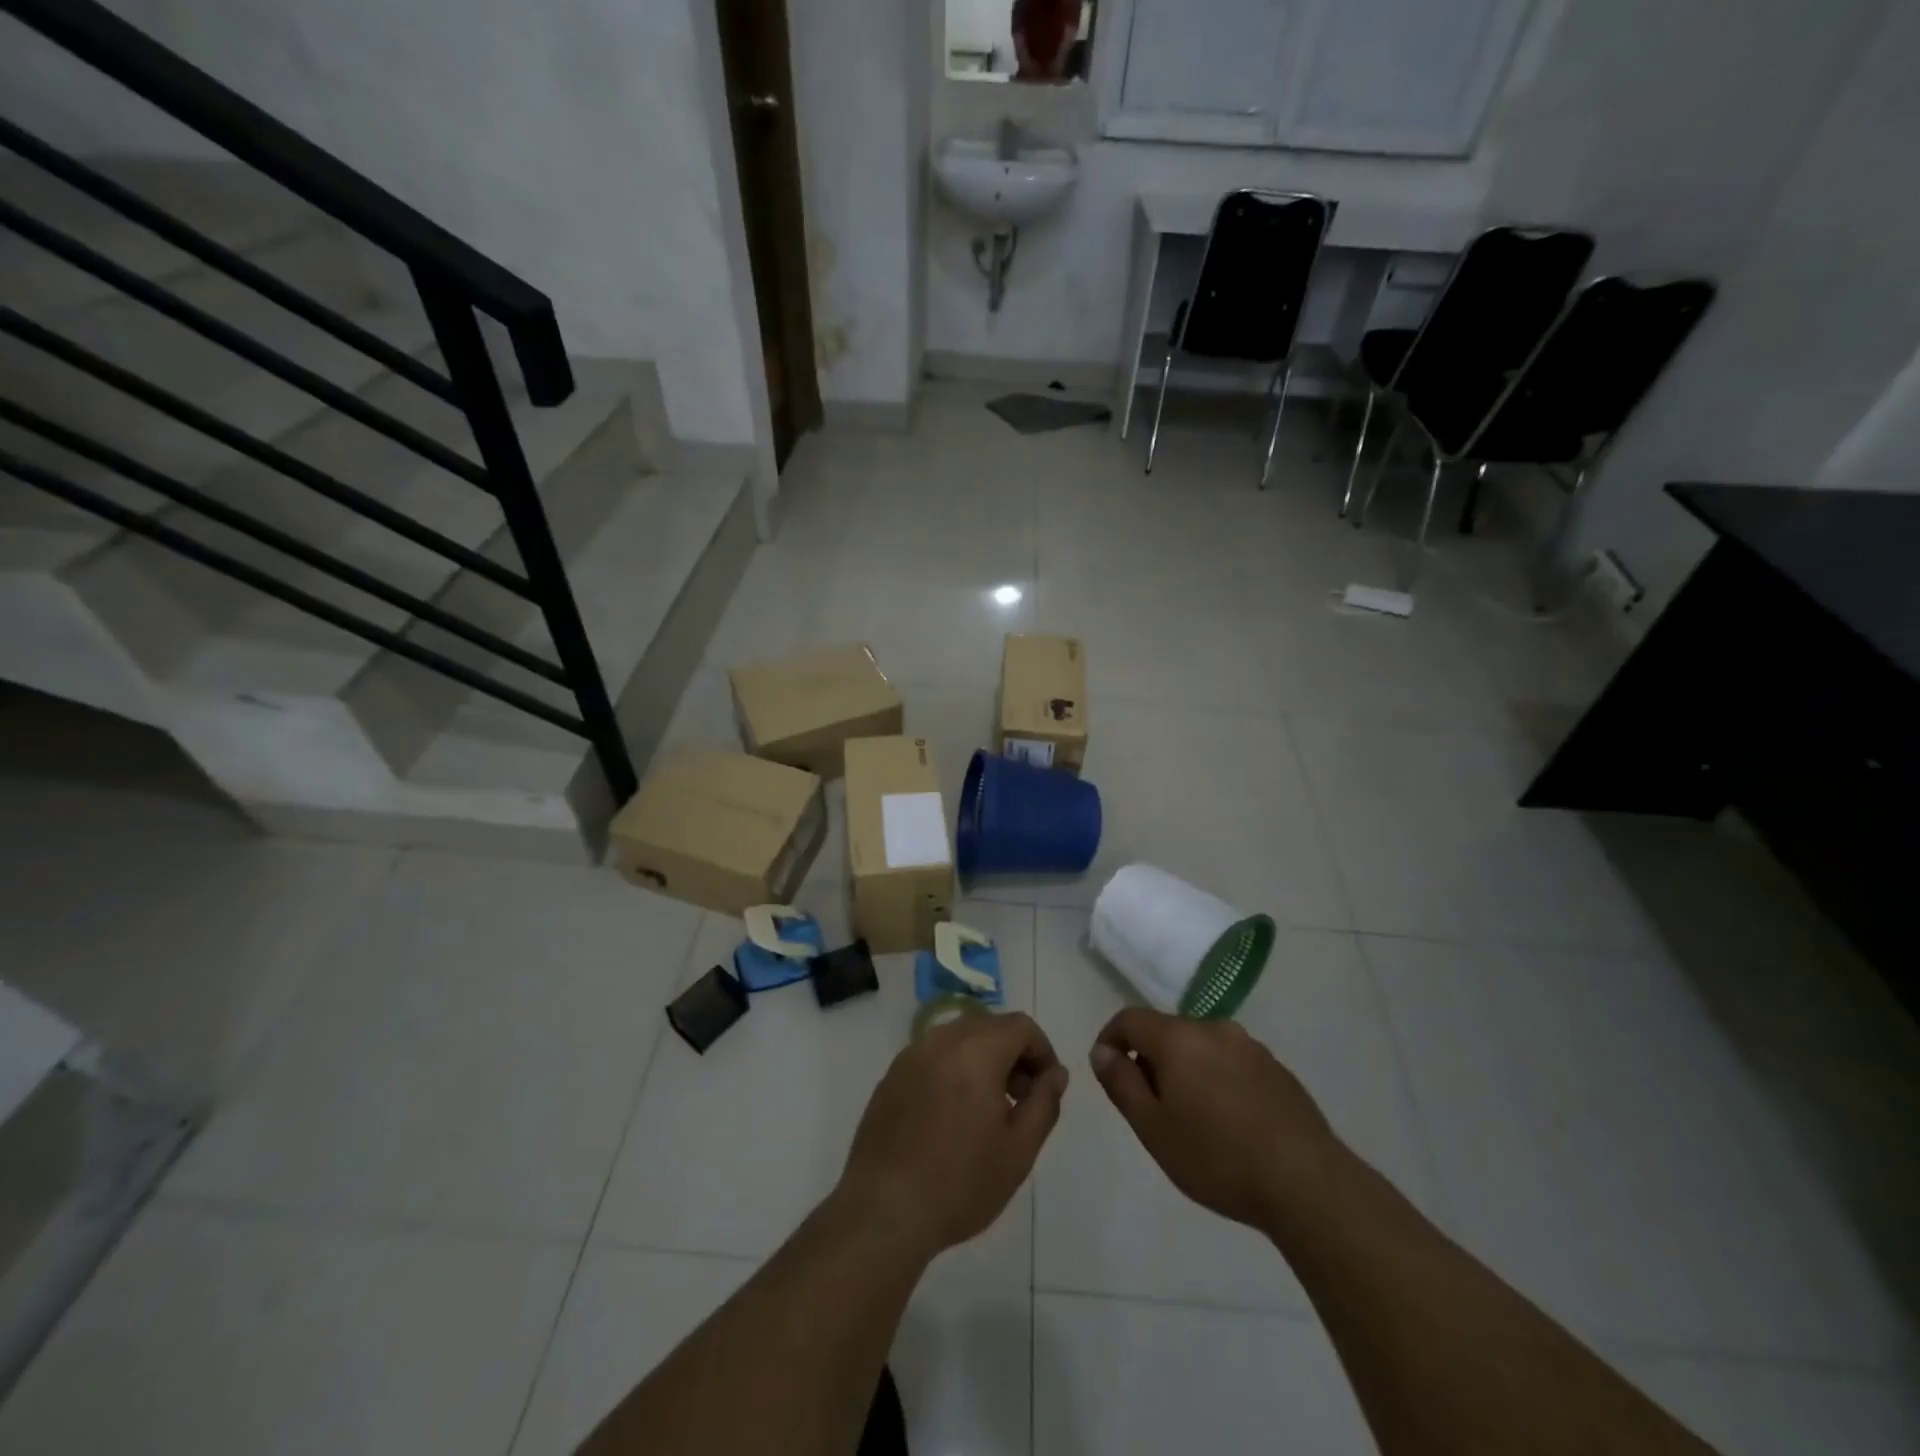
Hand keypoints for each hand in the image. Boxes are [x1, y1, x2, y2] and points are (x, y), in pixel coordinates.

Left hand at [837, 1012, 1067, 1261]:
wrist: (884, 1209)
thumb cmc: (960, 1182)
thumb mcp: (1019, 1150)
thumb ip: (1044, 1103)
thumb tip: (1056, 1073)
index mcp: (976, 1050)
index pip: (1021, 1026)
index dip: (1042, 1051)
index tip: (1046, 1089)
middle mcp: (942, 1040)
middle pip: (989, 1026)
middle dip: (1013, 1054)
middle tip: (1020, 1100)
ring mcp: (911, 1055)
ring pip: (959, 1038)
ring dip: (983, 1060)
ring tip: (988, 1110)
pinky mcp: (892, 1075)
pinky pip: (933, 1056)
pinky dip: (953, 1069)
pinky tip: (952, 1116)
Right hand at [1090, 1007, 1335, 1231]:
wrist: (1307, 1183)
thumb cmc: (1217, 1157)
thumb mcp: (1152, 1128)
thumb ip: (1121, 1083)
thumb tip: (1102, 1051)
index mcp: (1178, 1037)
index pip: (1129, 1018)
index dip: (1110, 1039)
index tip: (1108, 1071)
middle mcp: (1213, 1029)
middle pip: (1167, 1031)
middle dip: (1150, 1059)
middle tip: (1150, 1107)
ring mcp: (1250, 1047)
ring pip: (1201, 1047)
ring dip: (1186, 1070)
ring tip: (1191, 1119)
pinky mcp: (1277, 1069)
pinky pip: (1231, 1063)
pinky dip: (1217, 1080)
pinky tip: (1229, 1123)